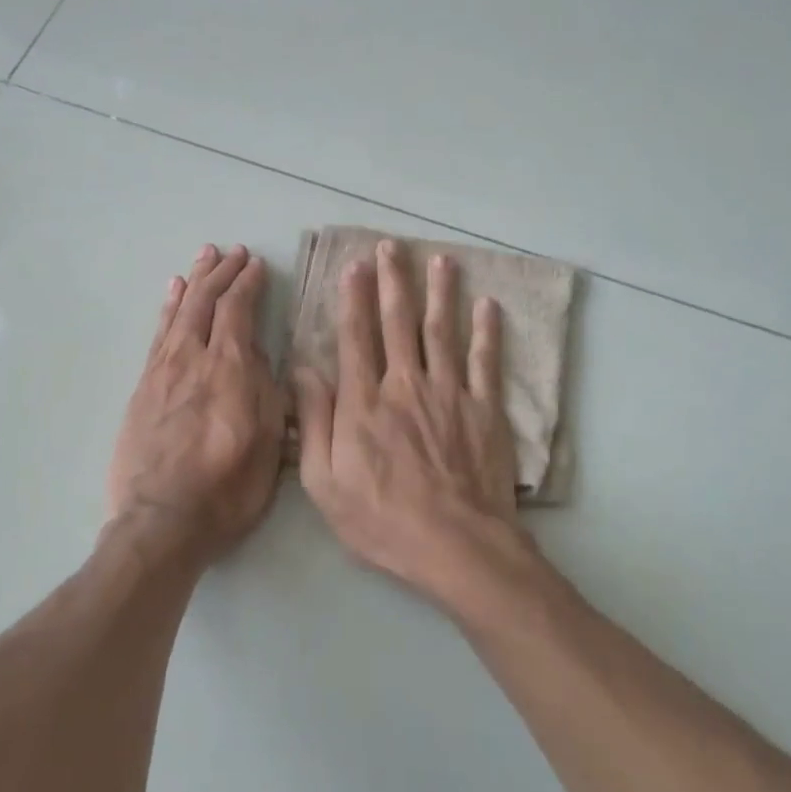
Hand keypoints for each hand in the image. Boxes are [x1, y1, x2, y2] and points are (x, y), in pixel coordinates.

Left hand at [108, 244, 285, 562]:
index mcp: (230, 370)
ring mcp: (163, 371)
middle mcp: (193, 359)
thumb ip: (268, 394)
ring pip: (180, 311)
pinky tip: (172, 293)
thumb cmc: (227, 490)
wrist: (161, 521)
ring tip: (205, 257)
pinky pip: (158, 334)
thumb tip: (262, 358)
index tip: (257, 265)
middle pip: (206, 302)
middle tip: (234, 252)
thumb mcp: (269, 445)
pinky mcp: (143, 386)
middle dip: (222, 273)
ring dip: (195, 281)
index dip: (248, 283)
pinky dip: (168, 308)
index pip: (238, 311)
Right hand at [293, 239, 537, 606]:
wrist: (455, 544)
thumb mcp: (325, 482)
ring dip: (440, 293)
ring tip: (440, 261)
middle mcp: (405, 384)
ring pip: (441, 331)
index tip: (355, 266)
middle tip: (393, 247)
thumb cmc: (382, 519)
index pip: (355, 337)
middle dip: (393, 281)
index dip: (353, 298)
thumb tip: (302, 370)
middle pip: (397, 323)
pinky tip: (488, 306)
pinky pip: (485, 361)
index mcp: (364, 402)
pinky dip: (486, 332)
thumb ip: (314, 422)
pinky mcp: (483, 409)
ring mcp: (449, 393)